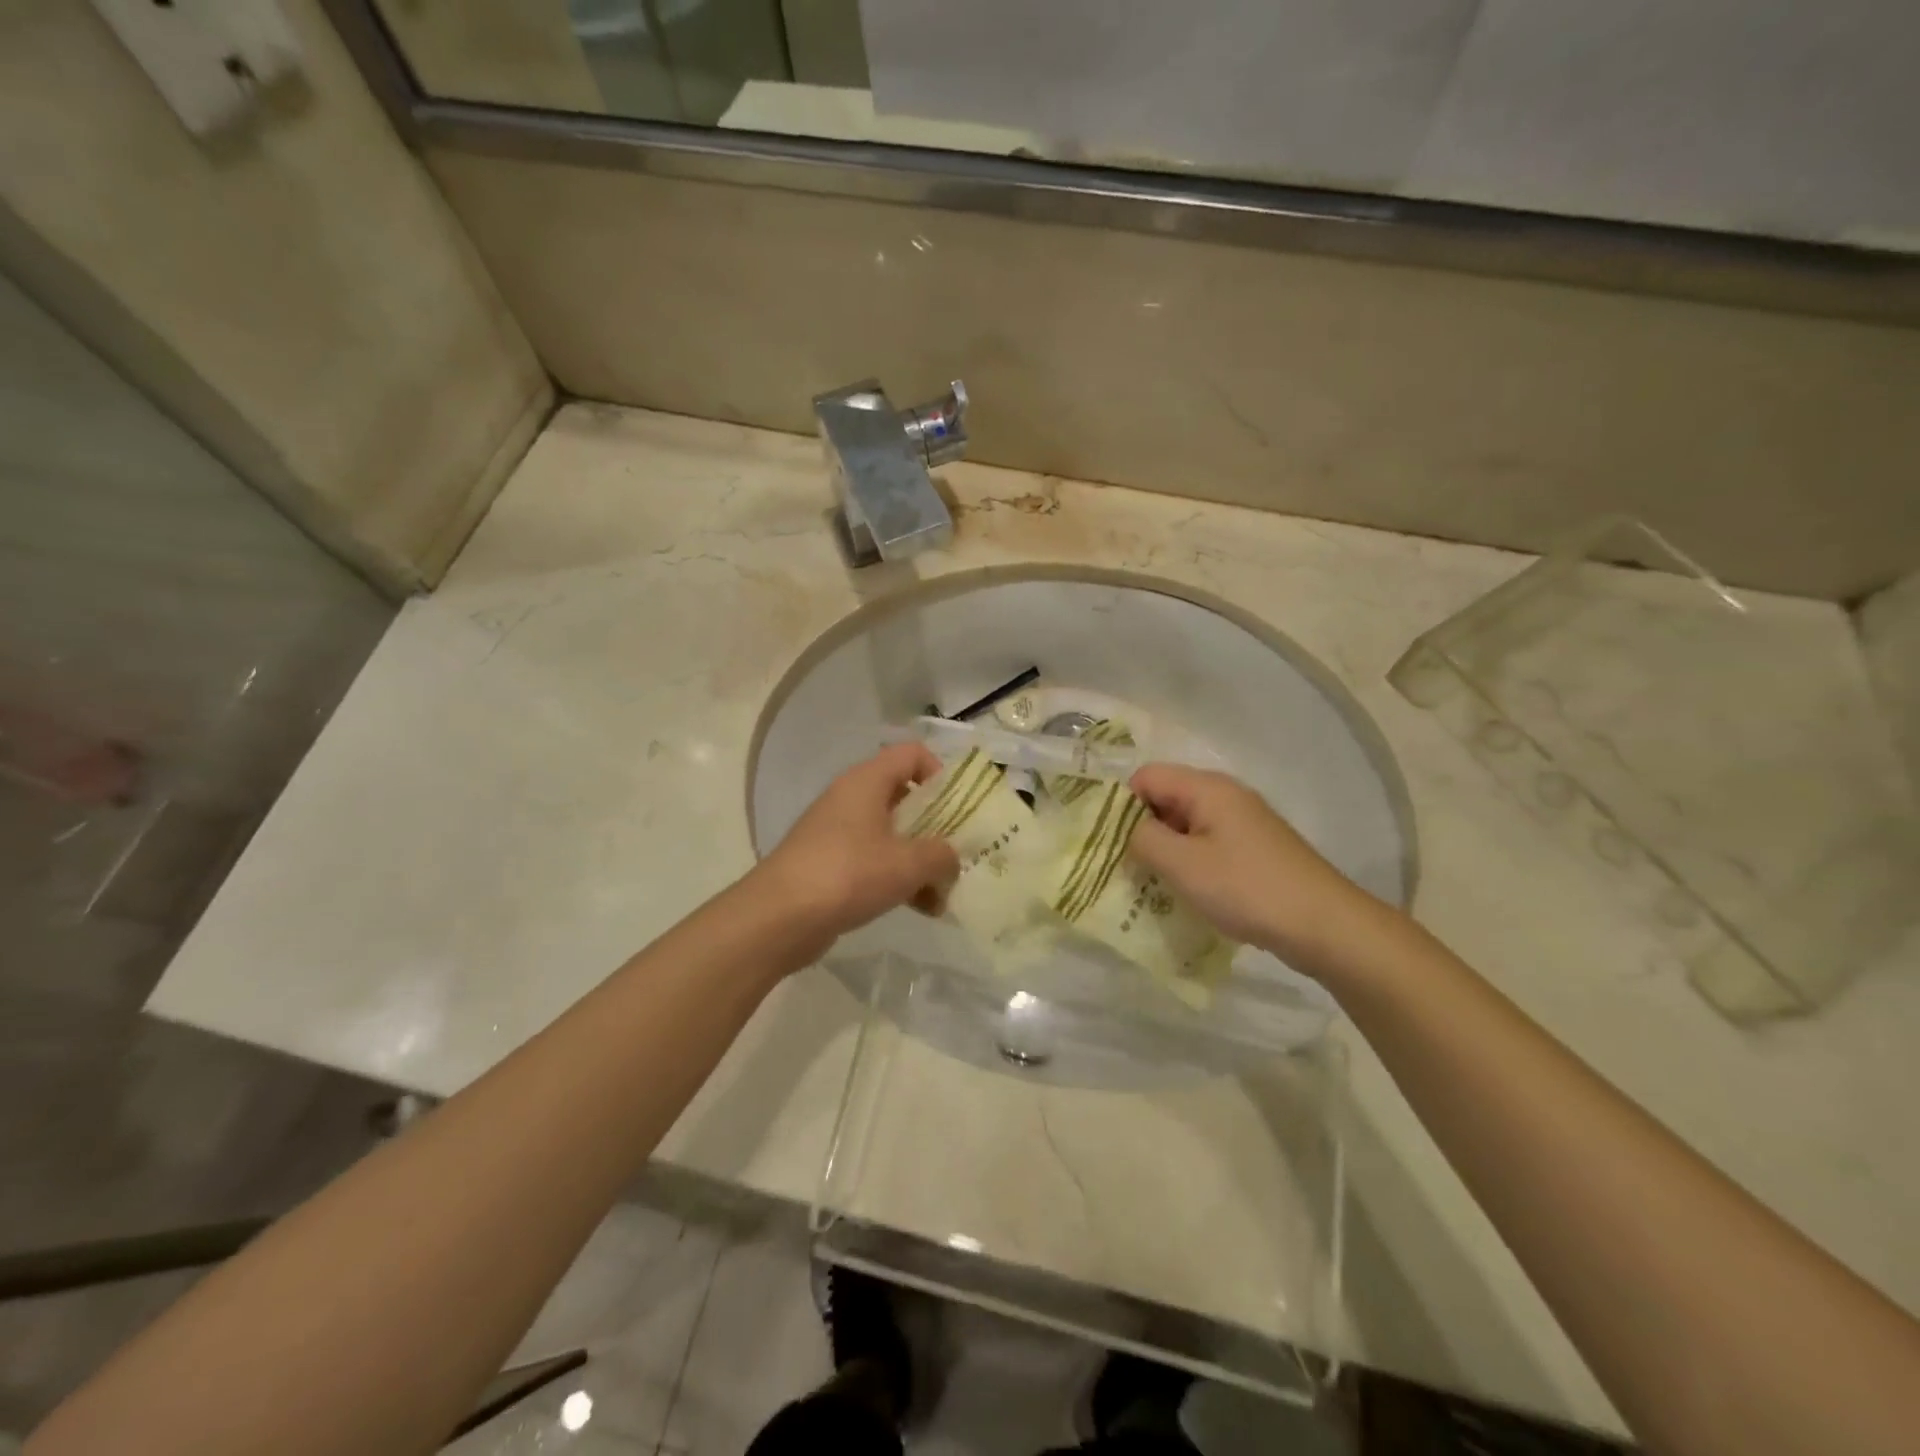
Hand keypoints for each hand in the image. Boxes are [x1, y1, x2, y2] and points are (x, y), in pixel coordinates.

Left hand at [754, 743, 959, 956]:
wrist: (779, 917)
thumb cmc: (849, 873)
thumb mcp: (908, 864)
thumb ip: (942, 855)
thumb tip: (951, 858)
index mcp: (867, 781)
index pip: (912, 754)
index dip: (940, 773)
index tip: (958, 807)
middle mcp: (851, 799)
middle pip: (905, 797)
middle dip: (937, 825)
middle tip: (961, 851)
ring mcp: (838, 832)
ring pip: (892, 835)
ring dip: (921, 860)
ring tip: (946, 892)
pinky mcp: (831, 864)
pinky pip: (875, 862)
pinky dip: (899, 879)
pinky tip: (923, 909)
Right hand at [1127, 764, 1386, 973]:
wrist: (1324, 925)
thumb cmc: (1247, 888)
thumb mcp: (1182, 865)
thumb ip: (1143, 839)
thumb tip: (1126, 829)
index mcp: (1206, 788)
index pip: (1146, 777)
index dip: (1122, 805)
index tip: (1110, 843)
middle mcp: (1224, 796)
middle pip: (1165, 799)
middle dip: (1141, 830)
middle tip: (1126, 868)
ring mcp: (1242, 823)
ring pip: (1185, 825)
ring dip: (1165, 851)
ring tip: (1151, 885)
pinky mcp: (1253, 849)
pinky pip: (1206, 845)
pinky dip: (1189, 864)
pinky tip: (1186, 893)